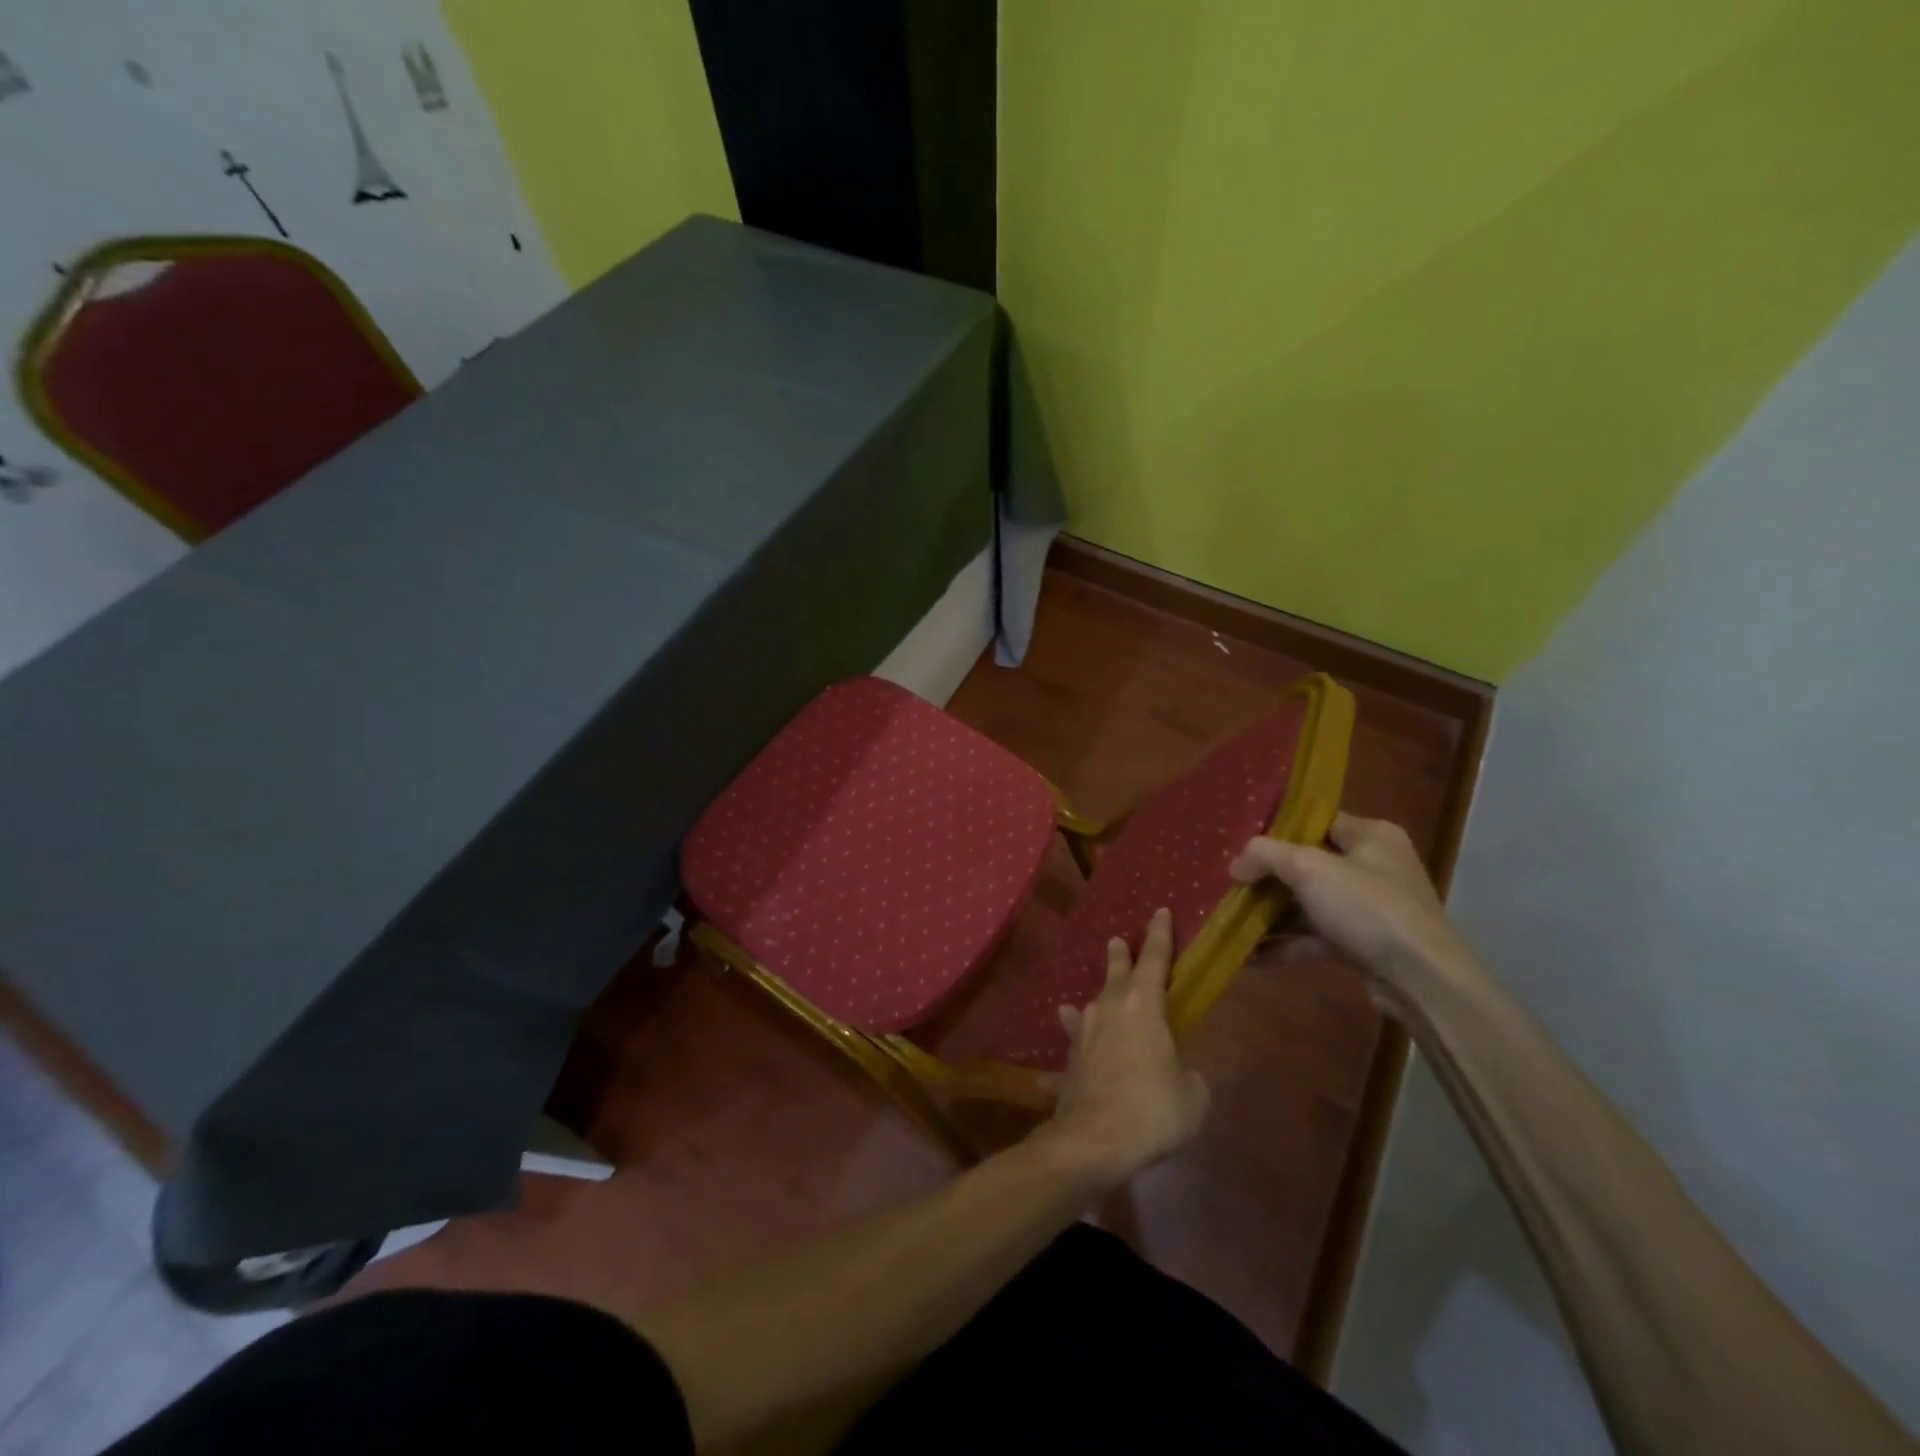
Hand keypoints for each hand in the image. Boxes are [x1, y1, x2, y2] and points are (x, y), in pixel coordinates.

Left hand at [1043, 907, 1208, 1179]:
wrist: (1095, 1140)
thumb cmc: (1153, 1109)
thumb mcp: (1192, 1095)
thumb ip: (1188, 1075)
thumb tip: (1179, 1073)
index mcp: (1143, 1007)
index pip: (1155, 960)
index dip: (1160, 935)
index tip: (1160, 911)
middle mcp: (1108, 1011)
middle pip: (1115, 976)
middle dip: (1119, 956)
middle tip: (1116, 940)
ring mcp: (1083, 1037)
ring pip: (1086, 1010)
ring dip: (1088, 1005)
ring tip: (1077, 1003)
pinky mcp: (1068, 1065)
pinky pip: (1069, 1059)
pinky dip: (1064, 1065)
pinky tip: (1048, 1077)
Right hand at [1229, 813, 1481, 1014]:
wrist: (1421, 979)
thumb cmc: (1368, 907)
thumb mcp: (1309, 868)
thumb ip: (1266, 856)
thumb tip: (1236, 865)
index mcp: (1371, 836)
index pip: (1316, 821)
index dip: (1278, 829)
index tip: (1241, 841)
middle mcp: (1372, 867)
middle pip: (1307, 864)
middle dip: (1267, 877)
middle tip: (1230, 882)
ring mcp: (1368, 908)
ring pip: (1308, 904)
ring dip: (1270, 914)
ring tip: (1229, 919)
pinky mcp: (1361, 944)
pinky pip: (1314, 937)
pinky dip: (1284, 944)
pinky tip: (1248, 955)